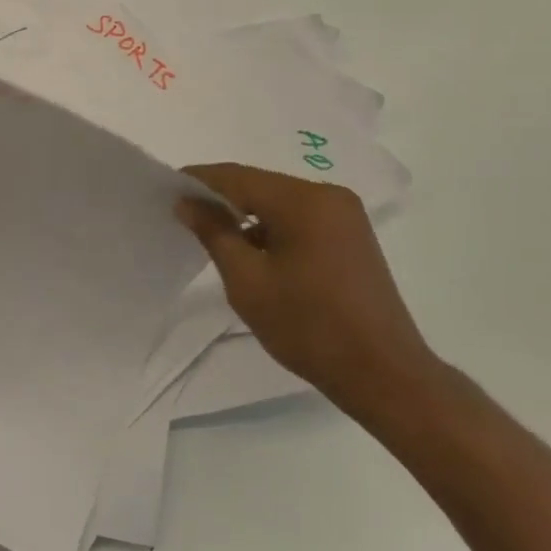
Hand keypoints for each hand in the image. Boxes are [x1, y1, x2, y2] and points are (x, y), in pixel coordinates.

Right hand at [177, 163, 438, 421]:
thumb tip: (187, 202)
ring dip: (248, 214)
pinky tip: (254, 250)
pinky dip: (273, 227)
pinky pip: (301, 217)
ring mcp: (346, 215)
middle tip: (185, 213)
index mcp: (303, 201)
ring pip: (280, 202)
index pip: (238, 177)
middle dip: (222, 197)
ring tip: (214, 235)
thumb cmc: (308, 327)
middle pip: (261, 185)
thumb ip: (214, 233)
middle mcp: (328, 195)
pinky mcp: (353, 235)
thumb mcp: (248, 281)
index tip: (167, 188)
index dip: (199, 180)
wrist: (383, 373)